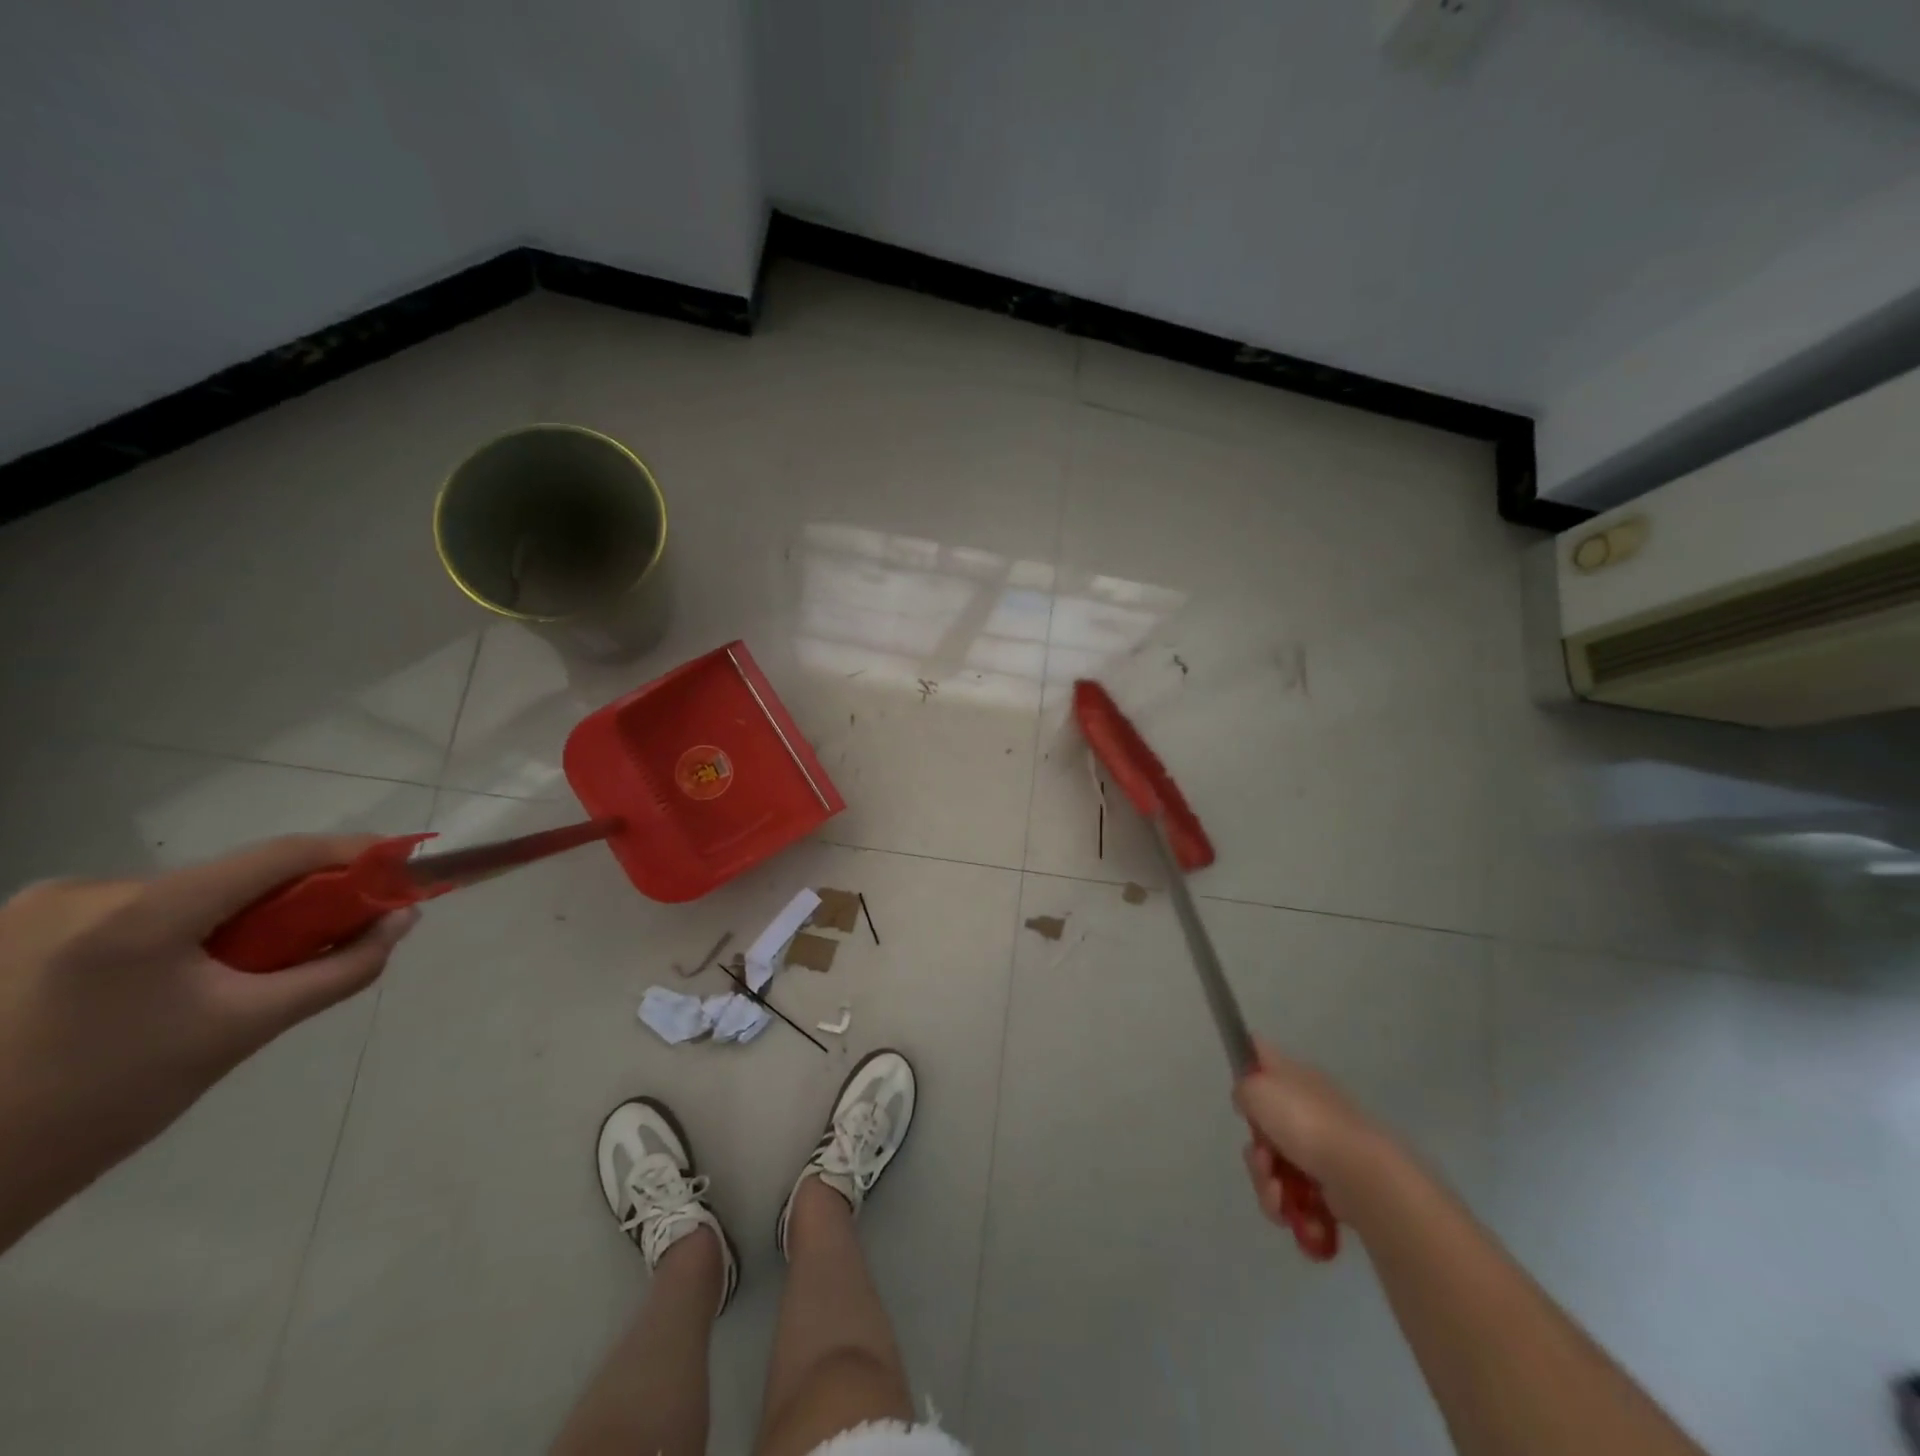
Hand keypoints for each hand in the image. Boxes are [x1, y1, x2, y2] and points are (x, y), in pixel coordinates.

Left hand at [0, 836, 416, 1251]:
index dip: (350, 853)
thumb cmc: (113, 1102)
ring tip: (238, 976)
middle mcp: (85, 889)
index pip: (277, 856)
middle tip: (327, 937)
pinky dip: (182, 932)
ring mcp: (39, 905)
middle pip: (229, 878)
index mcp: (140, 914)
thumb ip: (339, 969)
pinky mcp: (16, 926)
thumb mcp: (245, 1031)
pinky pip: (138, 912)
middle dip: (291, 901)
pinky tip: (173, 982)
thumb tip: (402, 920)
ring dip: (233, 921)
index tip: (401, 863)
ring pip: (185, 896)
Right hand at [1232, 1037, 1380, 1228]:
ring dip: (1269, 1187)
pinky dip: (1293, 1211)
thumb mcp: (1257, 1090)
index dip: (1247, 1068)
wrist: (1359, 1176)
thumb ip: (1242, 1089)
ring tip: (1279, 1198)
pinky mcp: (1334, 1188)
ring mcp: (1323, 1149)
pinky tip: (1294, 1215)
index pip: (1262, 1056)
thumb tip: (1249, 1102)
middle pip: (1265, 1128)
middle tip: (1263, 1162)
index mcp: (1294, 1076)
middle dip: (1257, 1154)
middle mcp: (1309, 1108)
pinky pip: (1299, 1199)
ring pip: (1278, 1169)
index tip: (1241, 1096)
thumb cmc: (1305, 1123)